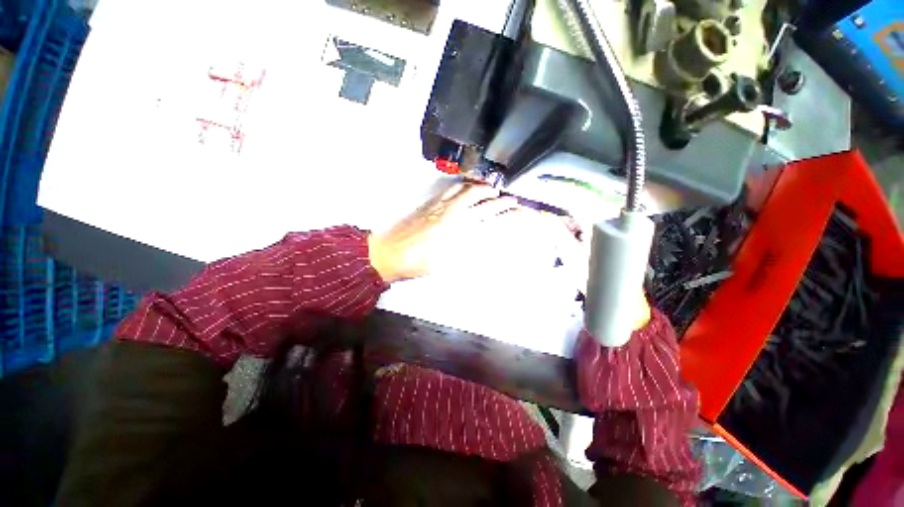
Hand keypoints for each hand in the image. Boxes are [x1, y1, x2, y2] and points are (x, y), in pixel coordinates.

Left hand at [368, 182, 562, 282]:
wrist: (390, 253)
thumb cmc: (418, 263)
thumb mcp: (447, 263)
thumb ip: (467, 249)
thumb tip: (483, 240)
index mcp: (458, 230)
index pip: (488, 218)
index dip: (505, 213)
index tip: (517, 209)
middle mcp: (452, 213)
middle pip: (480, 201)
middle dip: (498, 199)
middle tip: (510, 199)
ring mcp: (440, 206)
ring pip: (466, 191)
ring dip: (481, 189)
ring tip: (491, 190)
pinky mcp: (429, 204)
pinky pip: (450, 190)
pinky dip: (462, 187)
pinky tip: (465, 189)